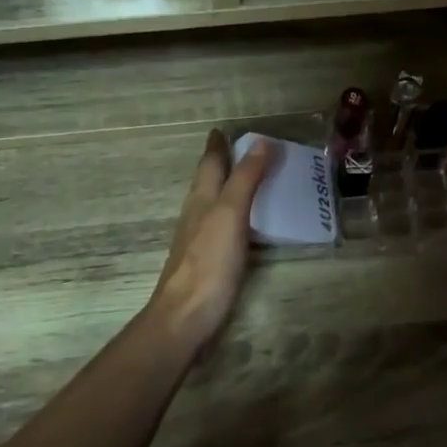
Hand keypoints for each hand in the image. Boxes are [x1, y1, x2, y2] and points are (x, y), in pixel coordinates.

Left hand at [150, 130, 270, 346]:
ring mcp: (201, 241)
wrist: (186, 317)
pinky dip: (238, 217)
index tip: (225, 129)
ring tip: (254, 182)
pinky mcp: (209, 263)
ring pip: (215, 205)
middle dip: (224, 164)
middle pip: (210, 182)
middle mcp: (198, 215)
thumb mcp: (230, 214)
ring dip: (231, 190)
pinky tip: (249, 226)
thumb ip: (245, 179)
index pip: (210, 163)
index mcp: (202, 199)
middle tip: (248, 151)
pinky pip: (225, 228)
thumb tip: (261, 142)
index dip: (218, 145)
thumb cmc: (208, 262)